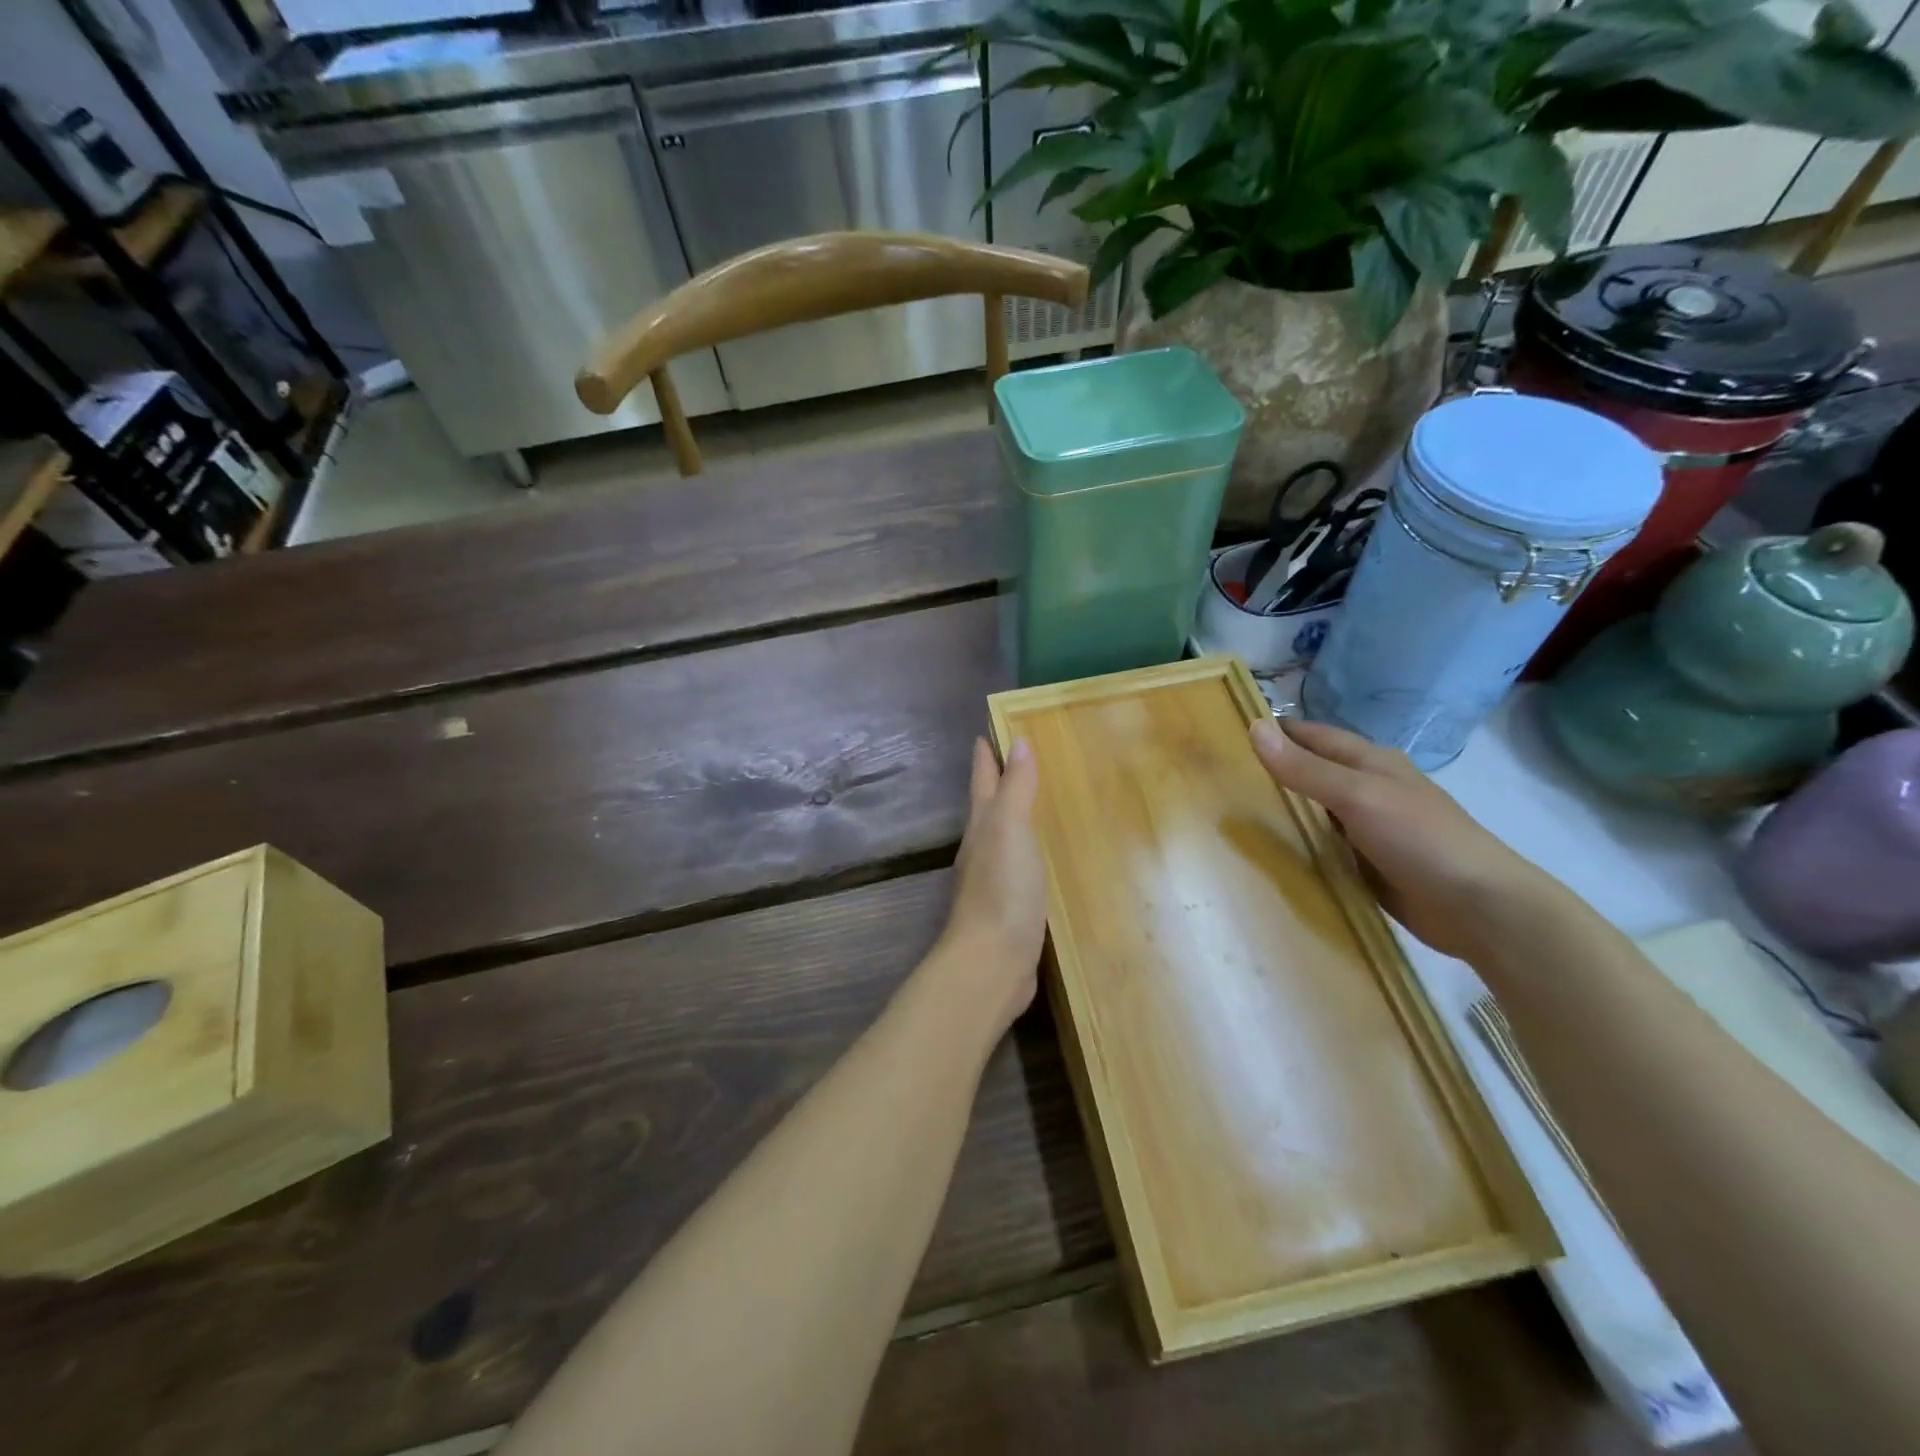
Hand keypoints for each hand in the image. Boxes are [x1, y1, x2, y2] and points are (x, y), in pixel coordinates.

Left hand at [936, 737, 1046, 1032]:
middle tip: (1023, 758)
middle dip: (1000, 781)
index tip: (989, 729)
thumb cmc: (1002, 890)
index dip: (986, 754)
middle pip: (989, 805)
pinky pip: (1021, 866)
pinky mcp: (1011, 907)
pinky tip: (1046, 857)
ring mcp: (995, 880)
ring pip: (1005, 836)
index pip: (983, 779)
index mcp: (982, 826)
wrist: (992, 963)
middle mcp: (983, 848)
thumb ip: (1016, 788)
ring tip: (1039, 801)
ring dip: (1016, 816)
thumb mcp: (1011, 830)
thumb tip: (1018, 742)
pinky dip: (1031, 852)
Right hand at [1250, 717, 1560, 961]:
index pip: (1313, 735)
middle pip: (1312, 771)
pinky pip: (1323, 845)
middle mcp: (1368, 789)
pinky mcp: (1367, 863)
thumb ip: (1305, 768)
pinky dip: (1298, 843)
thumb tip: (1254, 727)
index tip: (1228, 730)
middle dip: (1273, 769)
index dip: (1276, 730)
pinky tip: (1269, 851)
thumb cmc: (1420, 838)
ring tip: (1232, 810)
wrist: (1479, 908)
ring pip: (1315, 809)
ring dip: (1283, 808)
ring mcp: (1369, 828)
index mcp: (1371, 762)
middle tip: (1221, 774)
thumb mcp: (1356, 796)